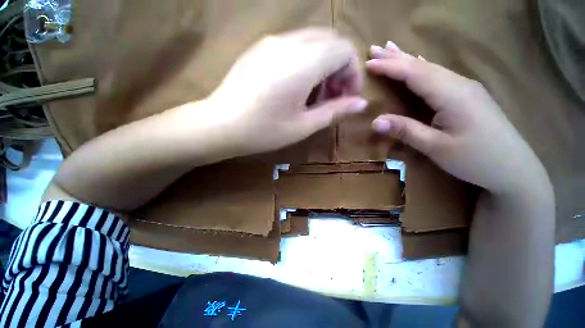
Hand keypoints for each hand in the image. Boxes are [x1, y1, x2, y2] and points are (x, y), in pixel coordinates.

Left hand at [204, 28, 366, 155]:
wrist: (220, 125)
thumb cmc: (263, 131)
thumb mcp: (303, 126)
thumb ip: (334, 112)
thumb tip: (360, 104)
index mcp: (303, 64)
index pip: (344, 50)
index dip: (352, 73)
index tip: (347, 97)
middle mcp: (289, 43)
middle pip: (331, 42)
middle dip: (339, 68)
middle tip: (332, 96)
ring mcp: (272, 42)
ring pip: (313, 42)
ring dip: (323, 65)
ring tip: (314, 95)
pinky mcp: (261, 48)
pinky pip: (294, 46)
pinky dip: (306, 62)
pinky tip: (295, 86)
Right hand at [367, 42, 549, 195]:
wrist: (515, 170)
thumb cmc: (476, 159)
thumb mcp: (436, 147)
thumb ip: (406, 131)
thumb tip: (375, 121)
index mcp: (452, 94)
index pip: (414, 73)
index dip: (390, 67)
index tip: (368, 63)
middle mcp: (459, 84)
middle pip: (422, 65)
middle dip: (396, 57)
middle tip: (373, 48)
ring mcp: (465, 88)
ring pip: (430, 68)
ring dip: (407, 59)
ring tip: (390, 49)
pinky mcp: (467, 96)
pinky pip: (438, 76)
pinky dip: (422, 67)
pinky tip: (418, 62)